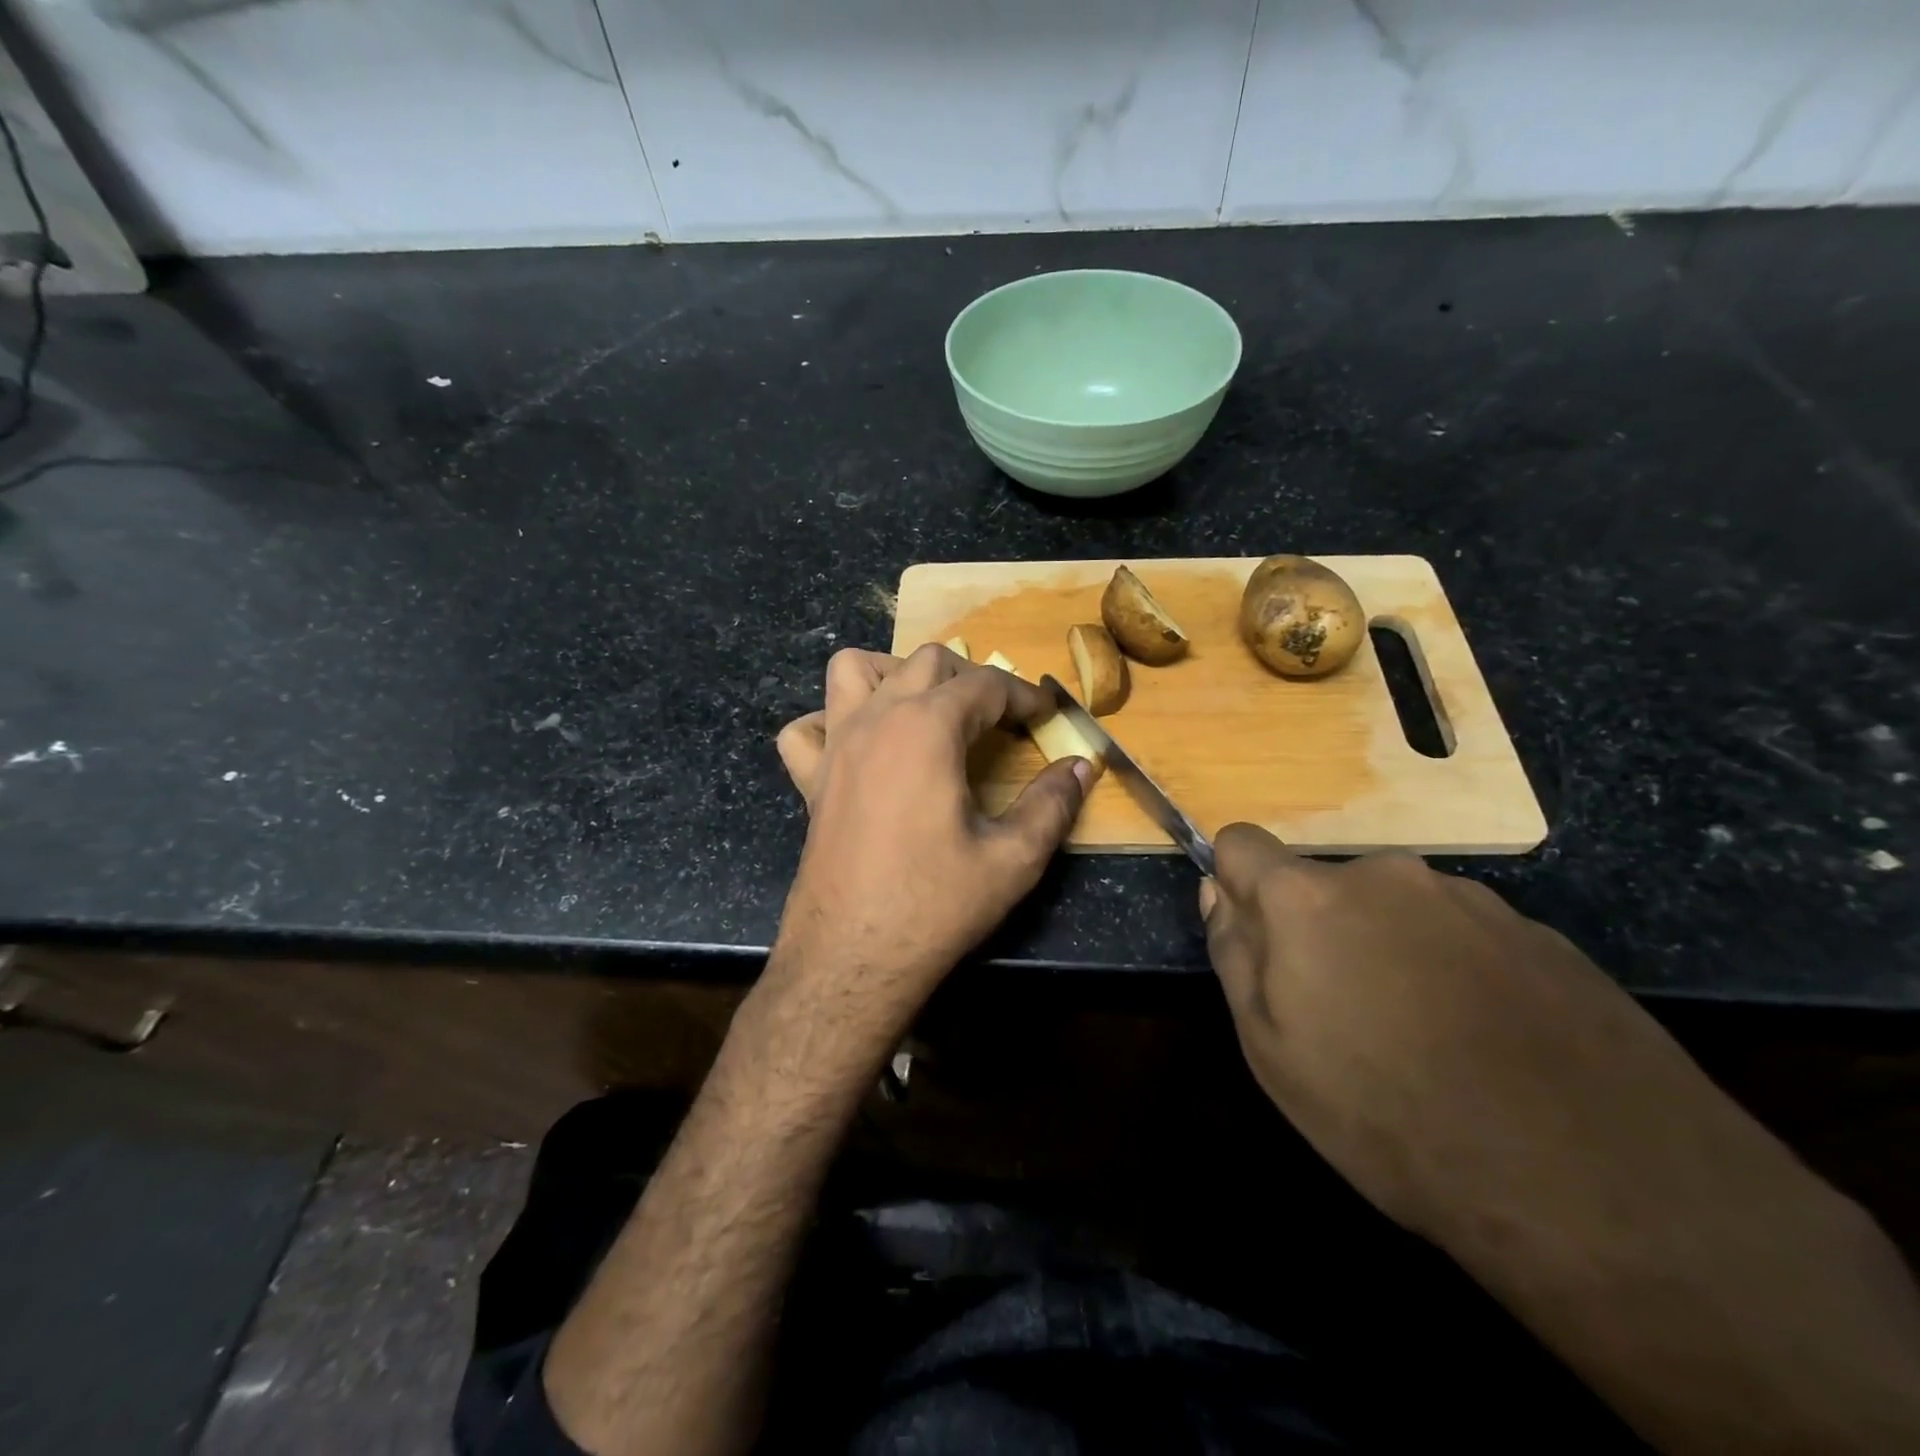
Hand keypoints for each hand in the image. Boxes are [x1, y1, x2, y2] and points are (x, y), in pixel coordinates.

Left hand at [773, 644, 1089, 1019]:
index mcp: (927, 727)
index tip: (1047, 715)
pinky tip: (858, 747)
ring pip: (854, 670)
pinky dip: (830, 722)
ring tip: (926, 708)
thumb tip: (1083, 767)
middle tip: (1001, 717)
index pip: (986, 685)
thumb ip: (1053, 804)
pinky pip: (806, 728)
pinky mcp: (810, 779)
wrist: (852, 956)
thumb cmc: (935, 904)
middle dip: (972, 677)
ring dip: (895, 674)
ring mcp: (835, 746)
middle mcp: (876, 719)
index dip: (1024, 696)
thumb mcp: (1013, 858)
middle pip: (927, 661)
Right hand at [1199, 823, 1801, 1247]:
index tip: (1256, 939)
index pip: (1241, 844)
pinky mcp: (1540, 933)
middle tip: (1344, 1017)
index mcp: (1309, 897)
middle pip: (1323, 885)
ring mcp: (1469, 899)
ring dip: (1389, 950)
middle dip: (1318, 931)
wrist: (1598, 1183)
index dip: (1235, 884)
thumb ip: (1234, 954)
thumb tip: (1217, 891)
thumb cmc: (1391, 1115)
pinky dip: (1455, 971)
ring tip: (1426, 1039)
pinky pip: (1464, 936)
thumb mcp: (1272, 1050)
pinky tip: (1489, 1044)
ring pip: (1396, 910)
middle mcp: (1386, 875)